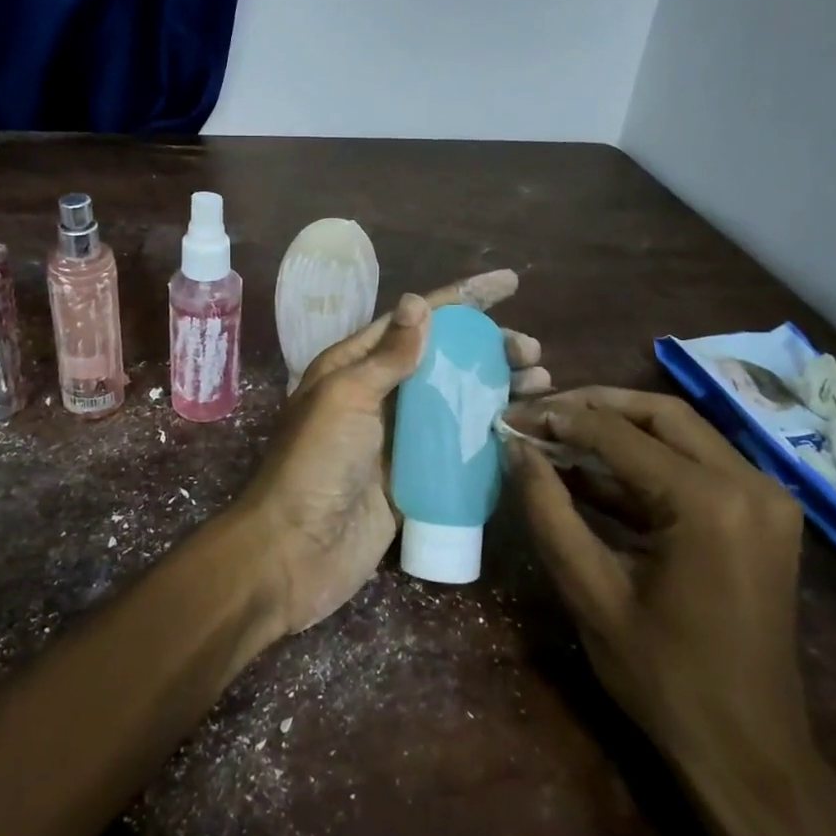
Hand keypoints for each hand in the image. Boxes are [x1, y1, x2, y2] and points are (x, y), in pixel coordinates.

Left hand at [238, 270, 544, 636]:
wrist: (295, 551)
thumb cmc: (315, 464)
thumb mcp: (347, 397)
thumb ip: (388, 356)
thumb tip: (418, 304)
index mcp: (355, 365)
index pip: (416, 320)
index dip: (462, 299)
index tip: (509, 284)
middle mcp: (380, 394)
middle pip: (444, 358)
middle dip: (489, 347)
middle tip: (532, 351)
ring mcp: (399, 437)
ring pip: (456, 400)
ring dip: (497, 387)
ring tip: (540, 381)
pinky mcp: (415, 476)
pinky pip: (457, 445)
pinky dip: (489, 432)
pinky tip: (521, 425)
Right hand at [503, 387, 811, 774]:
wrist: (749, 750)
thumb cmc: (663, 678)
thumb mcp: (590, 592)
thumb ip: (548, 511)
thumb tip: (517, 448)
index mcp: (710, 503)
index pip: (620, 434)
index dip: (559, 418)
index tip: (512, 414)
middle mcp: (750, 483)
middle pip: (660, 414)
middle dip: (593, 405)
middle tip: (538, 413)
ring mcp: (765, 497)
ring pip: (680, 432)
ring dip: (618, 428)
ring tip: (557, 433)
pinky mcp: (762, 514)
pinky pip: (696, 464)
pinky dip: (644, 461)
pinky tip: (593, 468)